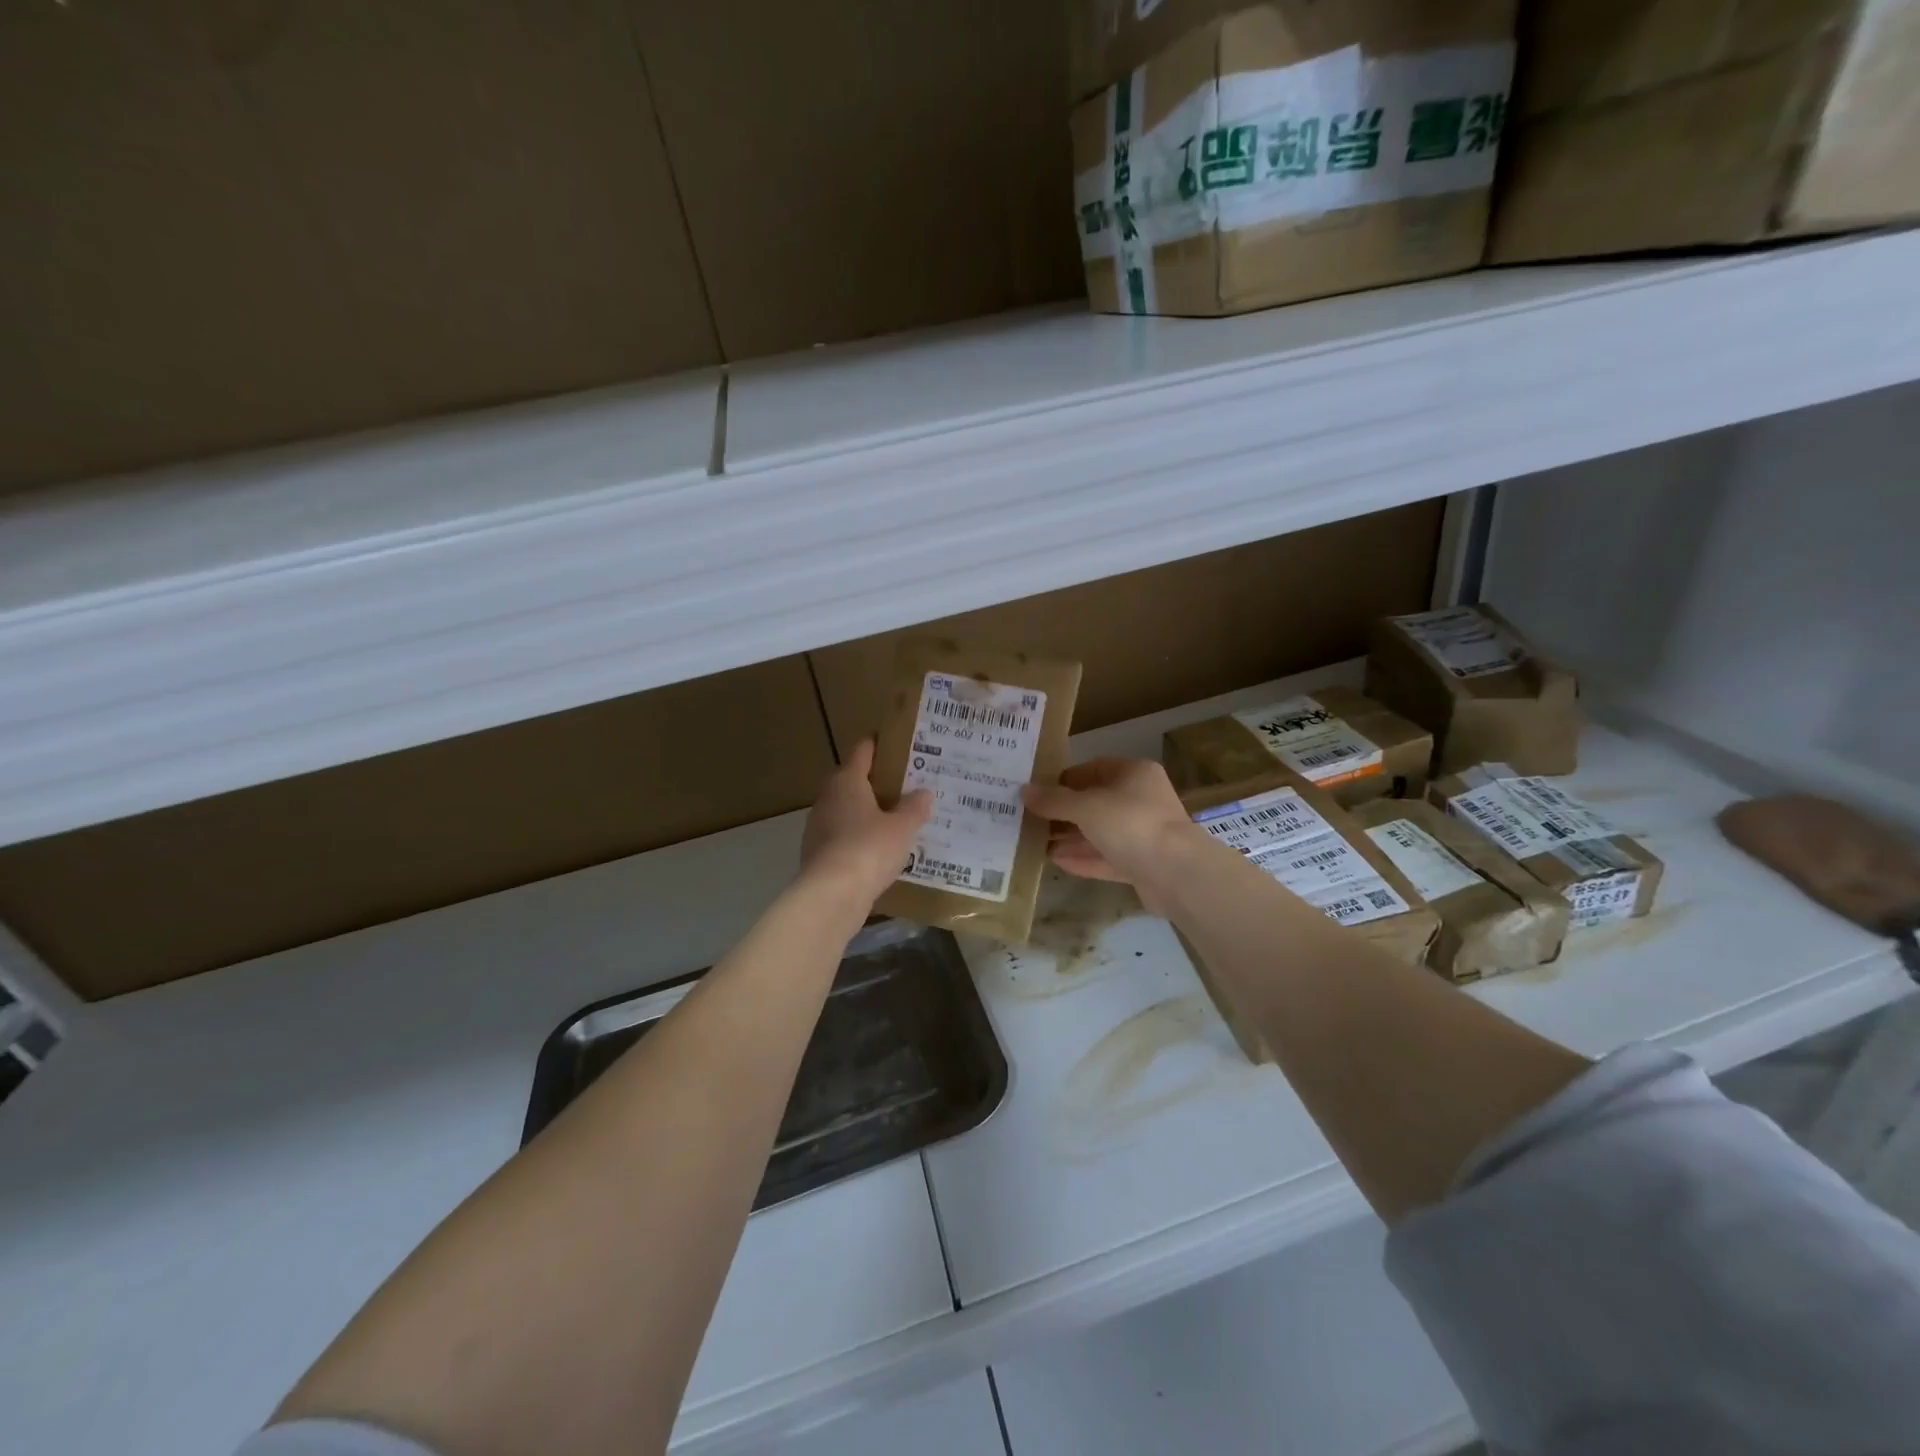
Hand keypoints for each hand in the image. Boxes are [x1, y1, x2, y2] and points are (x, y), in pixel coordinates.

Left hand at [800, 740, 931, 906]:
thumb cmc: (869, 848)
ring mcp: (818, 826)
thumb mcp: (902, 827)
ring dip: (868, 814)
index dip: (880, 745)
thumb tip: (924, 792)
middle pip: (853, 781)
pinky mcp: (817, 853)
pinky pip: (844, 837)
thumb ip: (914, 808)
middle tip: (907, 788)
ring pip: (847, 810)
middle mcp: (828, 797)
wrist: (831, 895)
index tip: (899, 745)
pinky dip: (859, 839)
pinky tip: (880, 852)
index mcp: (847, 780)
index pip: (863, 750)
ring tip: (897, 821)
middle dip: (878, 783)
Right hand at [1022, 758, 1204, 914]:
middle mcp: (1141, 799)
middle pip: (1096, 802)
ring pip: (1100, 832)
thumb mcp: (1086, 807)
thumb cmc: (1131, 824)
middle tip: (1030, 819)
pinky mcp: (1143, 864)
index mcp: (1134, 774)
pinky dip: (1084, 858)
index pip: (1094, 768)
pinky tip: (1056, 861)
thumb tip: (1025, 791)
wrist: (1176, 874)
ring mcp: (1144, 833)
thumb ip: (1054, 800)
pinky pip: (1107, 857)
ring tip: (1036, 841)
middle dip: (1064, 812)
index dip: (1064, 778)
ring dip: (1071, 837)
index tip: (1037, 791)